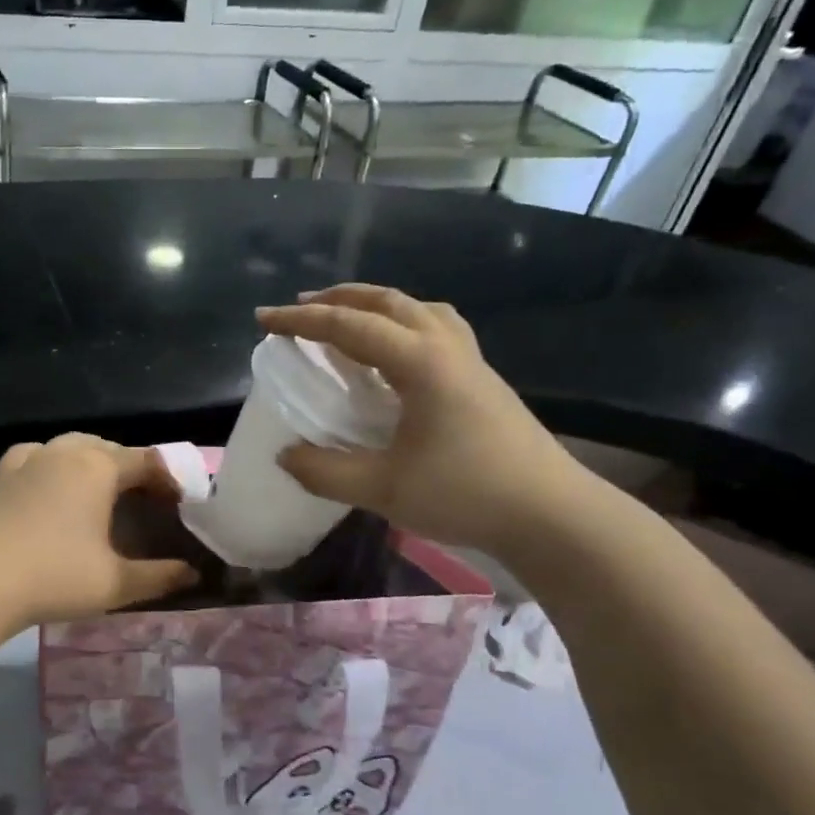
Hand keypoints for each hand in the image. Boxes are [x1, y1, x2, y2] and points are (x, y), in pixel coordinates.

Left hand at [0, 433, 198, 627]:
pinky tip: (50, 481)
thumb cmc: (55, 578)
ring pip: (71, 446)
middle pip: (109, 448)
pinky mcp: (2, 475)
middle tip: (144, 499)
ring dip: (93, 460)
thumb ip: (160, 576)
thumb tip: (193, 575)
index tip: (179, 503)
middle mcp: (65, 452)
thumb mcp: (116, 583)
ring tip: (101, 488)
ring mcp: (29, 460)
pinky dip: (51, 462)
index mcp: (98, 468)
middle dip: (132, 468)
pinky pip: (35, 455)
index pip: (146, 462)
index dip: (168, 479)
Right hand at [256, 285, 590, 555]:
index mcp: (420, 362)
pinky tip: (397, 355)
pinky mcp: (484, 381)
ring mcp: (471, 361)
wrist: (552, 515)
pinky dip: (404, 325)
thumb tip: (285, 457)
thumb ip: (326, 471)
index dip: (301, 321)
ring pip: (418, 310)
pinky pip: (437, 330)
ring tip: (349, 320)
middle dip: (340, 299)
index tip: (263, 321)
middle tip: (303, 308)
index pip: (349, 327)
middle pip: (388, 302)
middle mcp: (446, 348)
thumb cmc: (466, 494)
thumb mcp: (384, 488)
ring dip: (376, 306)